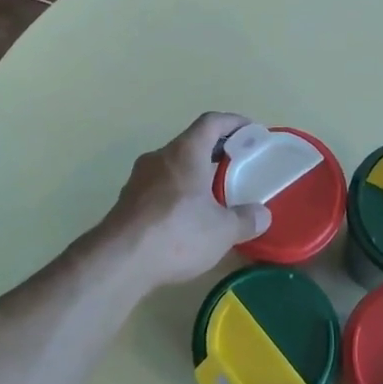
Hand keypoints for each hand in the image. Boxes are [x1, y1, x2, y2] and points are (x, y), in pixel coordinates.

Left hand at [97, 112, 272, 291]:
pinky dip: (176, 192)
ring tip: (213, 194)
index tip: (250, 131)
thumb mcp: (222, 230)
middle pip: (191, 142)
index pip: (211, 122)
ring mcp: (139, 178)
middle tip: (236, 164)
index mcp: (185, 151)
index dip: (233, 122)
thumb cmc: (177, 233)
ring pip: (172, 165)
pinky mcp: (127, 201)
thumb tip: (263, 215)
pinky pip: (158, 186)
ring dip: (193, 172)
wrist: (119, 261)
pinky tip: (185, 217)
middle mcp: (160, 156)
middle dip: (215, 149)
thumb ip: (246, 220)